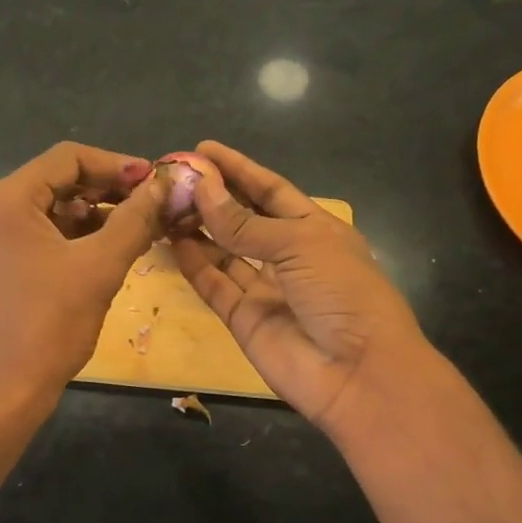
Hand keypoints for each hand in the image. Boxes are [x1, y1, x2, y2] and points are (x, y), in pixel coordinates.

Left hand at [0, 142, 165, 413]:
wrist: (5, 389)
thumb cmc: (50, 323)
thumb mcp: (100, 266)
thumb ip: (135, 219)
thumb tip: (165, 186)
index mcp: (8, 199)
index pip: (68, 158)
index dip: (116, 164)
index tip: (155, 181)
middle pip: (59, 180)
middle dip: (109, 189)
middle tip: (153, 204)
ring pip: (54, 210)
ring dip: (97, 214)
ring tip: (142, 226)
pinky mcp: (0, 265)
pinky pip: (44, 236)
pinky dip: (78, 237)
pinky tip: (113, 248)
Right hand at [169, 141, 430, 442]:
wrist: (357, 374)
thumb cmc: (343, 294)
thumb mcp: (299, 245)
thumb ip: (244, 222)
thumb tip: (201, 187)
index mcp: (315, 230)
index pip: (270, 191)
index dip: (239, 170)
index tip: (203, 149)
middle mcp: (288, 256)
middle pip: (243, 219)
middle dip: (212, 197)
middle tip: (173, 178)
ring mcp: (265, 288)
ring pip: (223, 251)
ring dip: (197, 228)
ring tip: (164, 205)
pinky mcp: (243, 318)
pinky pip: (214, 284)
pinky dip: (193, 263)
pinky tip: (171, 240)